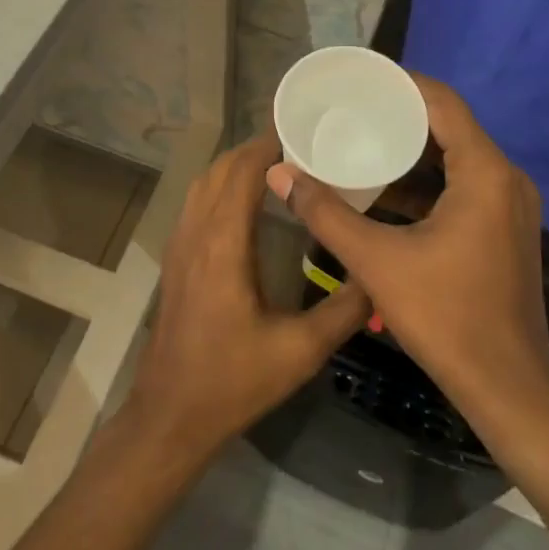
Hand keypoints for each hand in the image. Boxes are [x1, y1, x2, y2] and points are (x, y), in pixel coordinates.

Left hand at [121, 134, 370, 463]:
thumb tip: (379, 275)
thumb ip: (343, 311)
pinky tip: (246, 202)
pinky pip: (196, 202)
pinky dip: (220, 185)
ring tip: (276, 166)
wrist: (169, 417)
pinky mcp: (175, 259)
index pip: (242, 172)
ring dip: (235, 165)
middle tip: (298, 147)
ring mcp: (180, 245)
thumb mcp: (299, 352)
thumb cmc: (233, 382)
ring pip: (203, 182)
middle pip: (221, 169)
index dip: (268, 145)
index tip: (302, 132)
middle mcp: (196, 233)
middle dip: (255, 150)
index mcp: (223, 244)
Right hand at [266, 76, 548, 430]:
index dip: (403, 84)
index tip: (362, 78)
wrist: (508, 391)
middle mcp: (505, 178)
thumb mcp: (377, 262)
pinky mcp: (505, 228)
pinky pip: (463, 184)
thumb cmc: (447, 318)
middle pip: (450, 125)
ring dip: (413, 148)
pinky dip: (428, 179)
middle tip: (353, 107)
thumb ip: (325, 213)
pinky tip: (386, 189)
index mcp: (485, 172)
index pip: (444, 103)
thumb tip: (279, 173)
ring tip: (363, 138)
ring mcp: (510, 205)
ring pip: (457, 157)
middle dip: (401, 114)